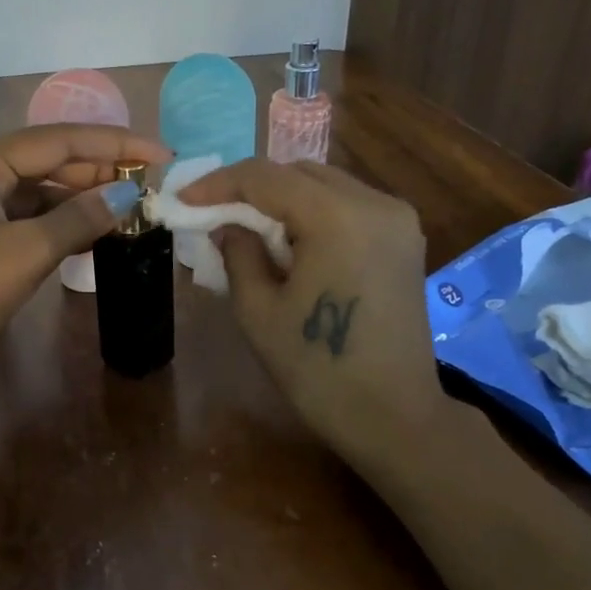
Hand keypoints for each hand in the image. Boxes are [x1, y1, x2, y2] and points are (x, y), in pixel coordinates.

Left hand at [0, 124, 169, 417]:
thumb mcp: (25, 253)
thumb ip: (79, 219)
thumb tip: (127, 198)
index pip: (61, 139)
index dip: (116, 145)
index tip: (163, 156)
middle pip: (49, 161)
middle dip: (100, 173)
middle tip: (151, 188)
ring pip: (39, 193)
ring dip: (82, 202)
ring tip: (130, 213)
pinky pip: (26, 221)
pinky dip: (59, 227)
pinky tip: (91, 238)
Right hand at [179, 159, 456, 469]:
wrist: (393, 416)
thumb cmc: (318, 370)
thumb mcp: (259, 313)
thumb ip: (238, 255)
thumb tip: (227, 226)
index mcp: (338, 217)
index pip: (267, 177)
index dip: (219, 183)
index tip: (184, 201)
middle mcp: (376, 203)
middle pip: (301, 173)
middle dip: (253, 190)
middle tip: (215, 217)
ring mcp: (398, 220)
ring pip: (328, 186)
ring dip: (285, 201)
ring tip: (251, 234)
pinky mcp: (406, 240)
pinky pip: (351, 208)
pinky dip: (315, 215)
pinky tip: (293, 246)